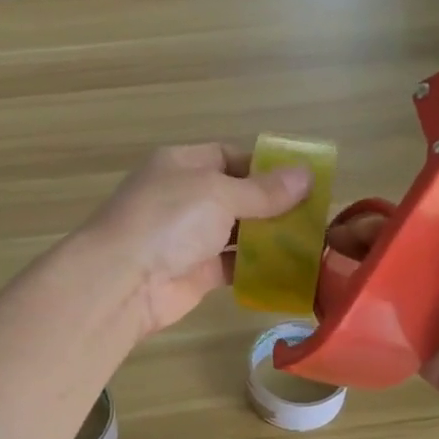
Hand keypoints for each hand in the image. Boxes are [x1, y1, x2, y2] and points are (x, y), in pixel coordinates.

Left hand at [81, 144, 311, 337]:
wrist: (122, 281)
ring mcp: (188, 237)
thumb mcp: (220, 193)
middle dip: (272, 204)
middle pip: (236, 196)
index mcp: (182, 164)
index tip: (302, 181)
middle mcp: (184, 197)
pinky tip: (289, 270)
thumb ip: (263, 190)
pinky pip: (232, 266)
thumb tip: (306, 175)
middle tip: (315, 215)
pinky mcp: (194, 273)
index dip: (265, 167)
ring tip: (311, 242)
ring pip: (236, 232)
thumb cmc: (169, 220)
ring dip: (268, 237)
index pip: (229, 156)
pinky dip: (257, 268)